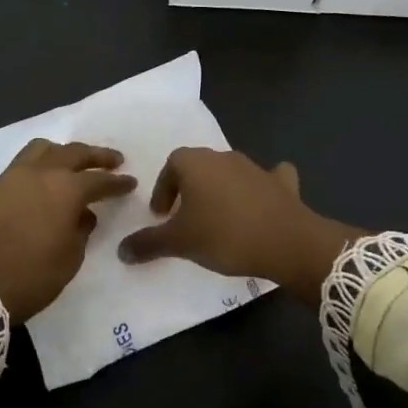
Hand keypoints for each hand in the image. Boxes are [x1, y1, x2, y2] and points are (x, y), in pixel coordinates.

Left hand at [0, 140, 135, 321]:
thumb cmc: (29, 276)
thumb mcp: (68, 260)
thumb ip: (80, 232)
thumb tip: (82, 215)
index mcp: (65, 190)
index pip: (99, 180)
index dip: (118, 182)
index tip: (130, 182)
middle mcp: (40, 174)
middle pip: (73, 153)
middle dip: (96, 156)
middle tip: (113, 160)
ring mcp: (11, 178)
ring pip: (41, 149)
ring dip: (62, 152)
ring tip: (71, 162)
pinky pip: (19, 166)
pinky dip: (36, 167)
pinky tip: (40, 183)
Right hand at [116, 148, 363, 303]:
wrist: (286, 241)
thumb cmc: (224, 235)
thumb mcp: (180, 243)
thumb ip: (149, 243)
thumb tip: (121, 250)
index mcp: (196, 163)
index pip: (172, 165)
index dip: (164, 188)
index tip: (162, 215)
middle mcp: (225, 157)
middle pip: (201, 167)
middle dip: (190, 189)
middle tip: (186, 218)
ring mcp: (257, 168)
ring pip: (231, 173)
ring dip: (222, 190)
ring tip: (218, 219)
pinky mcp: (282, 184)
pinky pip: (269, 179)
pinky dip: (263, 188)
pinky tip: (262, 204)